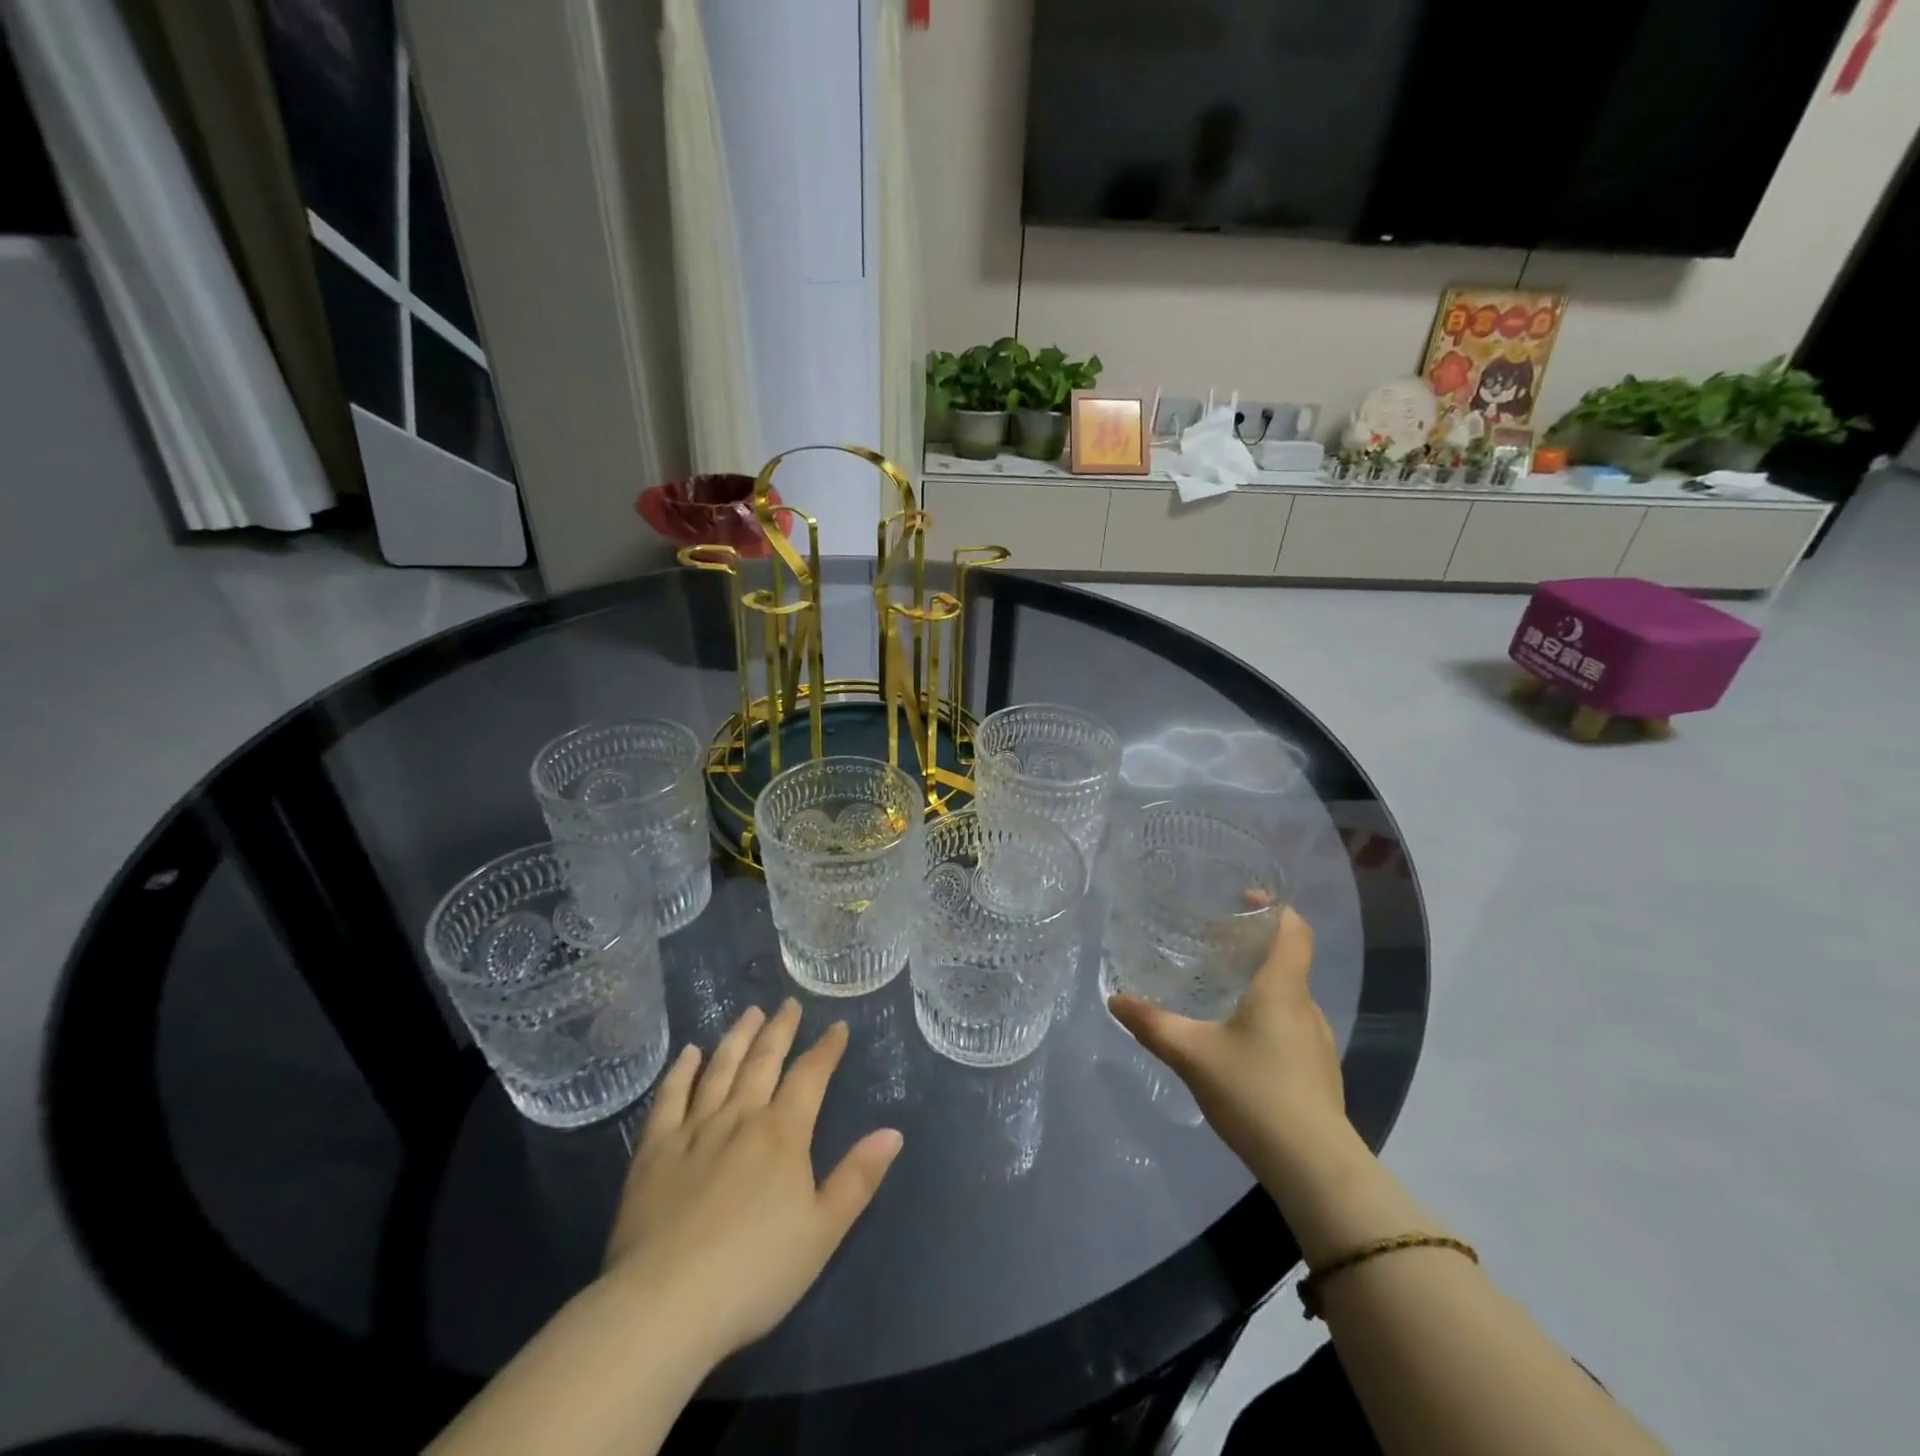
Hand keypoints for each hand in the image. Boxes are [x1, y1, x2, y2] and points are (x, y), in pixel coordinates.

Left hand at [602, 1001, 903, 1360]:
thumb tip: (893, 1132)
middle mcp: (740, 1118)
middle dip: (780, 1030)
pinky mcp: (655, 1151)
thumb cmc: (755, 1272)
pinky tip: (689, 1053)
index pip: (810, 1076)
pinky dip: (681, 1071)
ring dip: (737, 1038)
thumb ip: (858, 1178)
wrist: (665, 1305)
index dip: (826, 1049)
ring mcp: (694, 1130)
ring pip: (719, 1069)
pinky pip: (670, 1098)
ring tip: (749, 1013)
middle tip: (788, 1005)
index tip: (837, 1026)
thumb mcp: (822, 1232)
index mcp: (783, 1134)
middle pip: (763, 1061)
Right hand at [1108, 906, 1352, 1197]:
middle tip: (1214, 946)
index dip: (1274, 907)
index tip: (1243, 898)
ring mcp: (1318, 1043)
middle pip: (1288, 962)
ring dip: (1260, 986)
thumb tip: (1115, 1000)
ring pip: (1289, 998)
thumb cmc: (1254, 1091)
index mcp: (1282, 989)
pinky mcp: (1319, 1073)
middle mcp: (1306, 1007)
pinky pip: (1292, 1028)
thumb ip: (1152, 1025)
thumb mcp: (1192, 1054)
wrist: (1314, 1167)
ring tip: (1221, 993)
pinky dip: (1268, 1019)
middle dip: (1253, 948)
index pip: (1293, 930)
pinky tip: (1239, 1043)